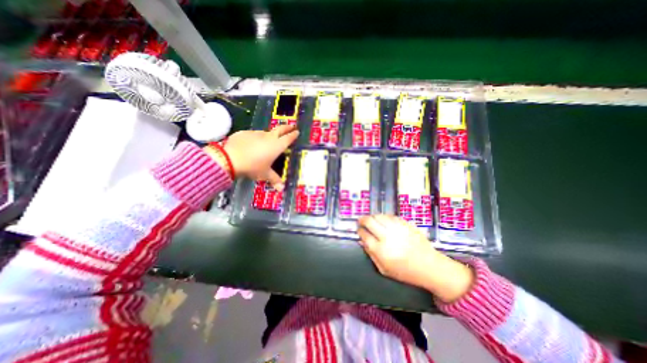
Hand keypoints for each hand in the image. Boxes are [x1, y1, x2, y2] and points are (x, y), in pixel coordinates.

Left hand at [222, 125, 297, 191]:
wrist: (230, 159)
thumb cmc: (253, 167)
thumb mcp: (265, 174)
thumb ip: (275, 180)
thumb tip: (282, 189)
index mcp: (277, 146)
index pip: (288, 138)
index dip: (293, 135)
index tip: (297, 131)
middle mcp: (268, 137)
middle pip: (280, 129)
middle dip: (287, 127)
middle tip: (291, 126)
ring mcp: (256, 133)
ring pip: (266, 132)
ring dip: (269, 135)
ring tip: (268, 141)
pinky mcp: (245, 133)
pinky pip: (253, 135)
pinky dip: (255, 139)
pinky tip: (251, 145)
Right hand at [356, 214, 472, 301]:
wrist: (430, 266)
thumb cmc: (405, 271)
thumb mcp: (384, 269)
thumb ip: (371, 254)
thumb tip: (362, 241)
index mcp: (381, 250)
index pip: (364, 235)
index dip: (359, 231)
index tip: (359, 230)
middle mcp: (388, 236)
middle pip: (369, 221)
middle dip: (362, 219)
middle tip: (360, 221)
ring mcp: (397, 228)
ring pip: (379, 216)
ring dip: (372, 217)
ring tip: (371, 220)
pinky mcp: (406, 224)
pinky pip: (390, 216)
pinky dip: (384, 217)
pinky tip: (383, 220)